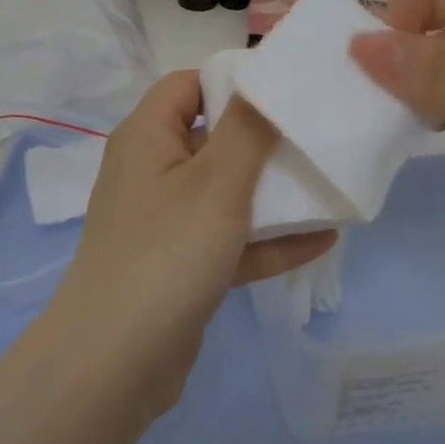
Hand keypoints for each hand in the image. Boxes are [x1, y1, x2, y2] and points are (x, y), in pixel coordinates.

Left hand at [46, 72, 335, 415]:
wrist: (116, 365)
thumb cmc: (166, 251)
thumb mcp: (216, 181)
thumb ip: (248, 127)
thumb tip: (265, 77)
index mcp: (148, 136)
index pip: (189, 84)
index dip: (234, 80)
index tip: (287, 89)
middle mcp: (153, 170)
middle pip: (213, 137)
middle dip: (264, 137)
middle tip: (318, 133)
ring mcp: (167, 221)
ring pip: (226, 192)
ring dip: (273, 191)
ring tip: (328, 182)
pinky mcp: (183, 266)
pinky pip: (232, 239)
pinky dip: (270, 238)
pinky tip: (324, 238)